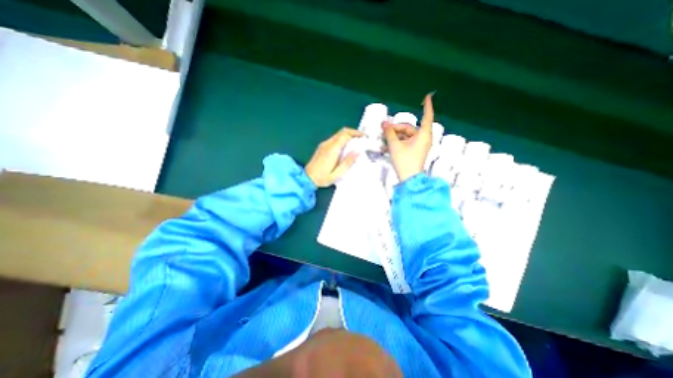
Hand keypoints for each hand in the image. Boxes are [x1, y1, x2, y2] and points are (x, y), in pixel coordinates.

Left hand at [307, 127, 365, 187]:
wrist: (307, 178)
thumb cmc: (323, 178)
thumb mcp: (338, 174)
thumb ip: (348, 162)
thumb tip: (358, 152)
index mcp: (332, 149)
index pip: (345, 135)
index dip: (356, 134)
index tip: (364, 137)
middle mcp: (328, 144)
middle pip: (342, 132)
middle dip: (353, 132)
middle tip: (362, 138)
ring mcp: (324, 144)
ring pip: (338, 134)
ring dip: (348, 136)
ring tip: (356, 143)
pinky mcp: (322, 147)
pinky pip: (334, 139)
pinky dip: (342, 140)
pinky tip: (346, 148)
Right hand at [383, 94, 436, 182]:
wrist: (408, 179)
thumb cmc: (404, 160)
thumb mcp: (395, 145)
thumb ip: (389, 133)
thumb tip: (384, 123)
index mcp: (423, 135)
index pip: (427, 116)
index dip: (427, 106)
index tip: (427, 96)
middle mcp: (424, 139)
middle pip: (410, 128)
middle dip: (397, 128)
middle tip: (384, 129)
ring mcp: (420, 146)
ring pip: (406, 136)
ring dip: (395, 137)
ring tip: (383, 140)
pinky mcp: (415, 152)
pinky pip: (406, 143)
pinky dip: (397, 143)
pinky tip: (386, 147)